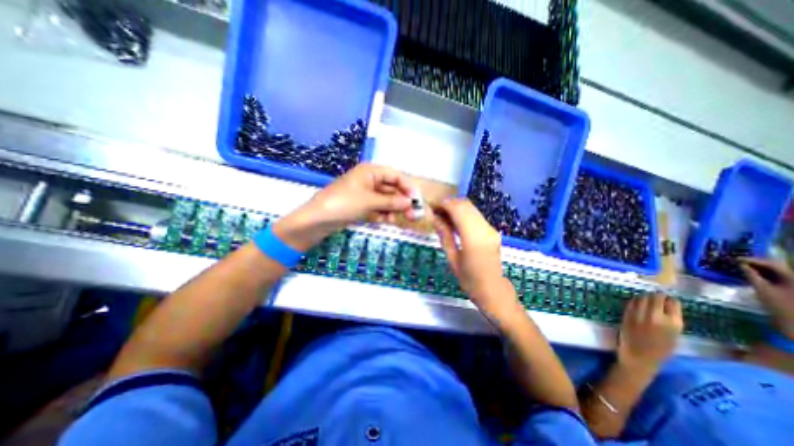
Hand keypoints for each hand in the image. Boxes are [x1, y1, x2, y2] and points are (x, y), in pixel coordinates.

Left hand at [275, 166, 415, 252]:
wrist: (317, 220)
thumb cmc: (342, 203)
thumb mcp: (369, 201)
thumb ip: (391, 201)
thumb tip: (410, 203)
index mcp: (370, 171)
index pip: (395, 175)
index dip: (407, 187)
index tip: (416, 200)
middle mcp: (369, 180)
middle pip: (392, 189)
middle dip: (402, 201)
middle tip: (412, 215)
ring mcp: (365, 194)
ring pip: (386, 200)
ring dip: (393, 209)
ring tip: (399, 220)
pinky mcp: (361, 206)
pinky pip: (377, 208)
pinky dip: (383, 214)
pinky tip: (386, 221)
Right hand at [432, 199, 525, 319]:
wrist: (494, 292)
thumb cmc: (470, 281)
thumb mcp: (453, 259)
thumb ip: (445, 235)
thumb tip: (435, 218)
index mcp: (473, 238)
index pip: (458, 209)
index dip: (444, 204)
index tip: (432, 207)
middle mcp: (485, 229)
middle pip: (466, 205)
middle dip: (449, 204)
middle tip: (436, 212)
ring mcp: (491, 229)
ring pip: (472, 208)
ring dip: (456, 208)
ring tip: (443, 217)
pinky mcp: (493, 231)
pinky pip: (476, 215)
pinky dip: (464, 214)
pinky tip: (455, 223)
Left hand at [620, 295, 681, 373]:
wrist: (639, 357)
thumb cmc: (660, 351)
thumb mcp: (674, 337)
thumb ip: (672, 322)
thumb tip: (669, 307)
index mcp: (673, 324)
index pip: (673, 303)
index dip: (670, 300)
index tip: (669, 299)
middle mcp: (656, 317)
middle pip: (656, 297)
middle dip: (657, 295)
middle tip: (657, 296)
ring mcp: (640, 314)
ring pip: (642, 297)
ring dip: (645, 296)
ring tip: (647, 298)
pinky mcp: (627, 314)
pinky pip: (631, 302)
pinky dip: (635, 300)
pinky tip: (637, 302)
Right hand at [741, 256, 793, 339]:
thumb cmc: (779, 306)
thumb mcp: (762, 289)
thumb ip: (751, 275)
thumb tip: (740, 264)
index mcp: (793, 277)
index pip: (772, 263)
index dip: (753, 259)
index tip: (735, 258)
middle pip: (776, 266)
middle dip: (756, 263)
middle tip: (737, 262)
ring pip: (777, 272)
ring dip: (759, 269)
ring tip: (742, 268)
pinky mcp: (791, 288)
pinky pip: (778, 278)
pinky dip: (764, 275)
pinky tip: (752, 275)